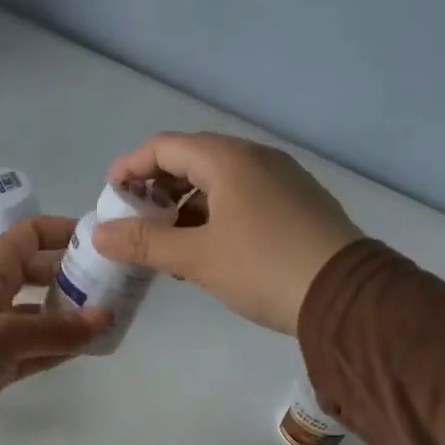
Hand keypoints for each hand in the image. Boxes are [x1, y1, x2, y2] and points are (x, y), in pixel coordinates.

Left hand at [0, 215, 111, 439]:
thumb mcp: (7, 335)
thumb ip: (57, 329)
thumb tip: (105, 316)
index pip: (27, 237)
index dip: (59, 231)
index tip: (97, 239)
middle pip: (38, 276)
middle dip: (72, 276)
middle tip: (113, 285)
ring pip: (40, 317)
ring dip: (70, 316)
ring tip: (110, 317)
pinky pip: (35, 351)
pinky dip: (58, 348)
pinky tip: (86, 348)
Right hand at [92, 132, 363, 334]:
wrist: (346, 296)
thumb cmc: (263, 268)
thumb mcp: (196, 257)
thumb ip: (144, 242)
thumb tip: (99, 233)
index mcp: (229, 160)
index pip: (165, 147)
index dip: (131, 167)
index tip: (111, 195)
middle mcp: (257, 159)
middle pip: (193, 160)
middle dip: (158, 188)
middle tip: (137, 221)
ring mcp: (283, 180)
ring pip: (220, 182)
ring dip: (186, 205)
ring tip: (168, 243)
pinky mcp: (298, 204)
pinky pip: (244, 198)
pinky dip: (215, 215)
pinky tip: (208, 250)